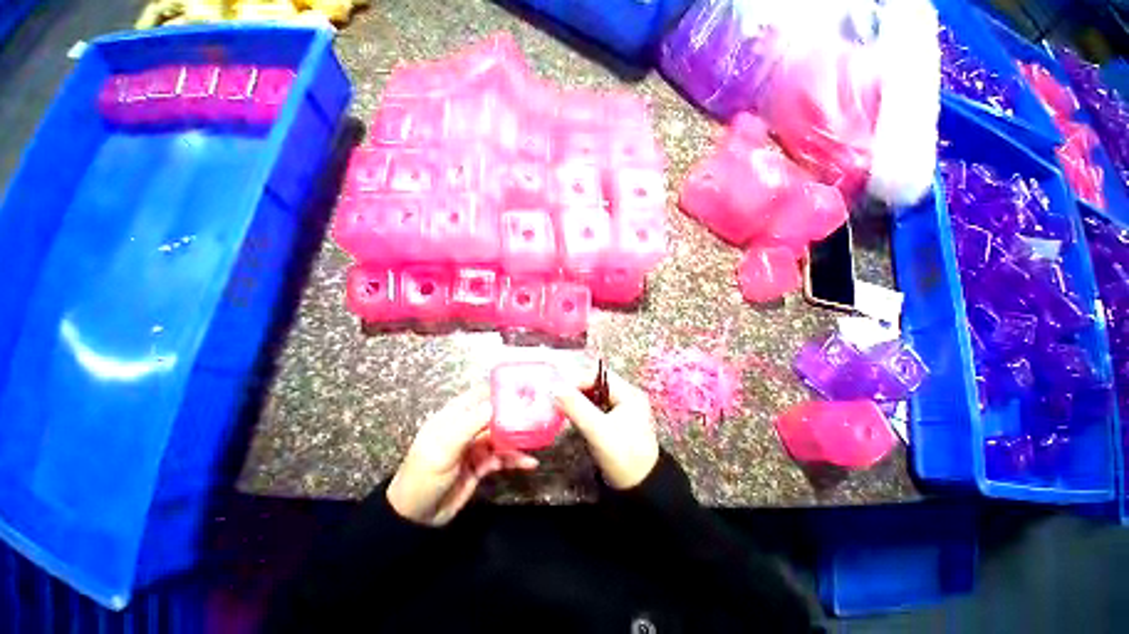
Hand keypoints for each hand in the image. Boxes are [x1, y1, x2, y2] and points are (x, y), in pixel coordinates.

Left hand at [387, 387, 537, 526]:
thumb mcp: (444, 447)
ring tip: (539, 437)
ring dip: (518, 437)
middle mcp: (468, 427)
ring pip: (502, 435)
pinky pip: (503, 457)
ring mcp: (476, 446)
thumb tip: (495, 403)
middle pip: (496, 414)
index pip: (480, 394)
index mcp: (454, 415)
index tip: (524, 388)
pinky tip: (530, 462)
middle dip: (515, 413)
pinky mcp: (482, 464)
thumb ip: (470, 424)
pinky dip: (516, 459)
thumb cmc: (424, 475)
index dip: (500, 390)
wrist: (417, 518)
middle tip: (539, 412)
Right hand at [554, 367, 659, 489]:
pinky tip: (572, 416)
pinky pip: (596, 407)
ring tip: (561, 405)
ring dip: (578, 399)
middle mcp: (627, 395)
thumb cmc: (623, 458)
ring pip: (594, 395)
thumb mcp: (598, 431)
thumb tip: (555, 388)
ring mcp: (622, 408)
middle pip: (596, 383)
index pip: (598, 375)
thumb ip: (577, 407)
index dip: (576, 380)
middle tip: (556, 397)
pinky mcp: (616, 420)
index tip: (556, 390)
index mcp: (629, 393)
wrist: (641, 489)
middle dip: (576, 389)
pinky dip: (583, 409)